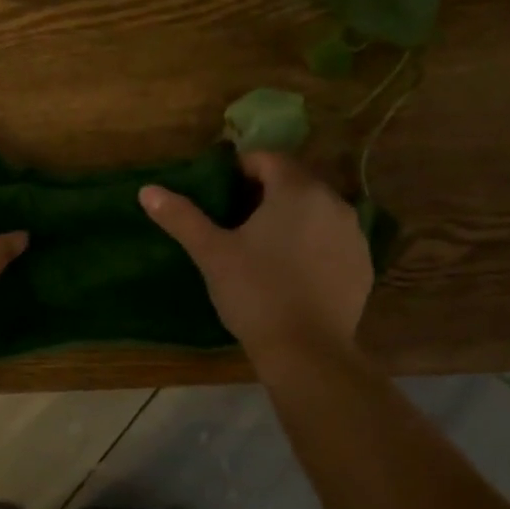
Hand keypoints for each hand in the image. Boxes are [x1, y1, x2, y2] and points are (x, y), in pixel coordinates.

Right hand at [140, 152, 371, 359]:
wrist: (306, 350)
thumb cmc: (255, 293)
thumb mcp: (212, 254)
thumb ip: (182, 217)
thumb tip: (147, 190)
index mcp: (296, 190)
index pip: (268, 159)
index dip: (241, 170)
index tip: (221, 194)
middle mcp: (333, 202)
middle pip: (295, 182)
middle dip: (265, 194)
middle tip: (236, 224)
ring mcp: (354, 234)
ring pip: (316, 211)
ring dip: (291, 218)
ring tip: (263, 249)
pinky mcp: (362, 264)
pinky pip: (332, 239)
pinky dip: (313, 244)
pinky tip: (292, 273)